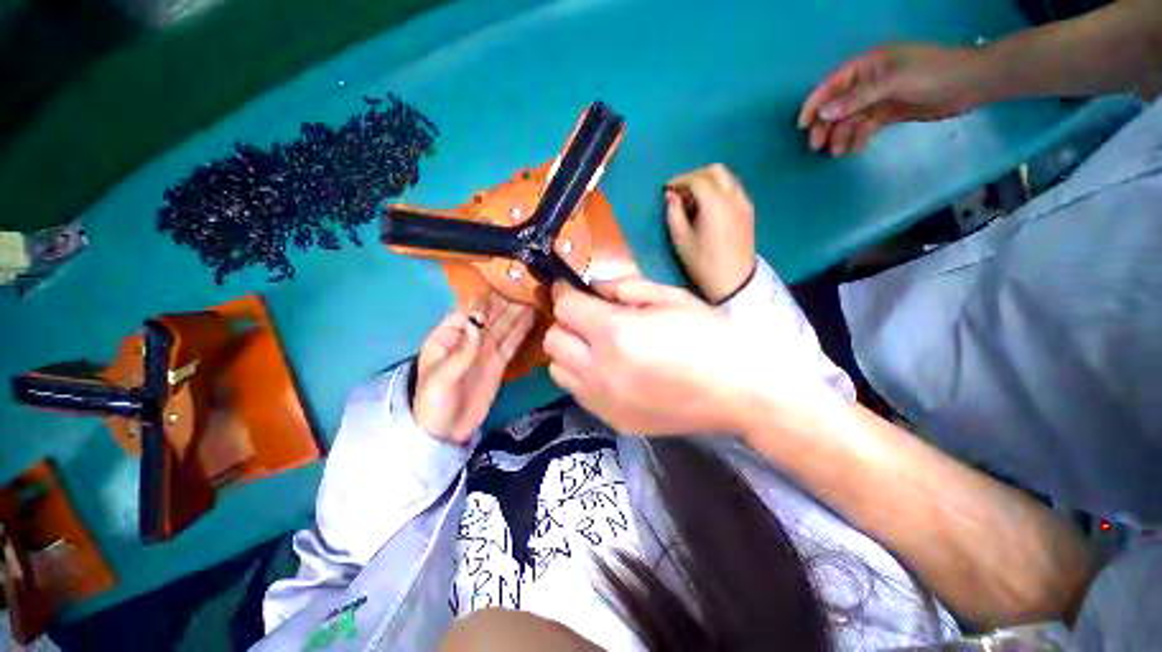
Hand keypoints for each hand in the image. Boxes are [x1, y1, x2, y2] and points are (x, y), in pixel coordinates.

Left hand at [413, 294, 536, 444]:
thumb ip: (461, 351)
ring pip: (504, 326)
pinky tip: (533, 317)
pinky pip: (512, 342)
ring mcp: (486, 350)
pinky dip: (523, 330)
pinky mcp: (500, 362)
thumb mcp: (440, 377)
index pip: (468, 310)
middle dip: (507, 300)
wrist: (445, 432)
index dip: (486, 297)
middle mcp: (469, 338)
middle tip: (527, 285)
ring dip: (518, 312)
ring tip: (535, 296)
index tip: (505, 284)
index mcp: (448, 336)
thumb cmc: (432, 402)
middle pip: (490, 315)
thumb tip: (478, 322)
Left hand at [544, 278, 822, 435]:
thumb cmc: (710, 337)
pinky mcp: (612, 420)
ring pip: (559, 369)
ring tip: (595, 345)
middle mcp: (599, 370)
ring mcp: (602, 401)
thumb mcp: (670, 298)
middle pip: (553, 341)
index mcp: (615, 334)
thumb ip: (626, 287)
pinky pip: (578, 392)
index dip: (565, 293)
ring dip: (570, 351)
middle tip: (586, 317)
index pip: (566, 308)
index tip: (569, 287)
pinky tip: (608, 370)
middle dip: (565, 323)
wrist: (740, 392)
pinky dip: (583, 375)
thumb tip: (595, 286)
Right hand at [664, 164, 755, 303]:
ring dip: (707, 181)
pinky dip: (719, 189)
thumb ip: (673, 213)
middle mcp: (733, 196)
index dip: (679, 181)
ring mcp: (744, 202)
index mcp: (715, 203)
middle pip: (714, 171)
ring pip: (726, 178)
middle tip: (680, 191)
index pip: (696, 179)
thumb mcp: (681, 240)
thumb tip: (671, 196)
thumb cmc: (702, 263)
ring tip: (693, 199)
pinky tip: (708, 206)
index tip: (666, 190)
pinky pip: (733, 188)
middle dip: (694, 176)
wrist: (733, 281)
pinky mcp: (748, 211)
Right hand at [798, 44, 988, 155]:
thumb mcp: (893, 82)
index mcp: (867, 66)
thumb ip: (858, 97)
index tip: (802, 126)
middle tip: (818, 146)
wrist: (969, 85)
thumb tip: (825, 113)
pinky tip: (857, 148)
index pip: (832, 85)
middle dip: (825, 125)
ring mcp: (877, 98)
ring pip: (848, 119)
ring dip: (841, 135)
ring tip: (839, 152)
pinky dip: (858, 138)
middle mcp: (867, 82)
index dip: (815, 104)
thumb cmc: (932, 73)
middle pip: (837, 105)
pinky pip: (864, 127)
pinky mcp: (887, 113)